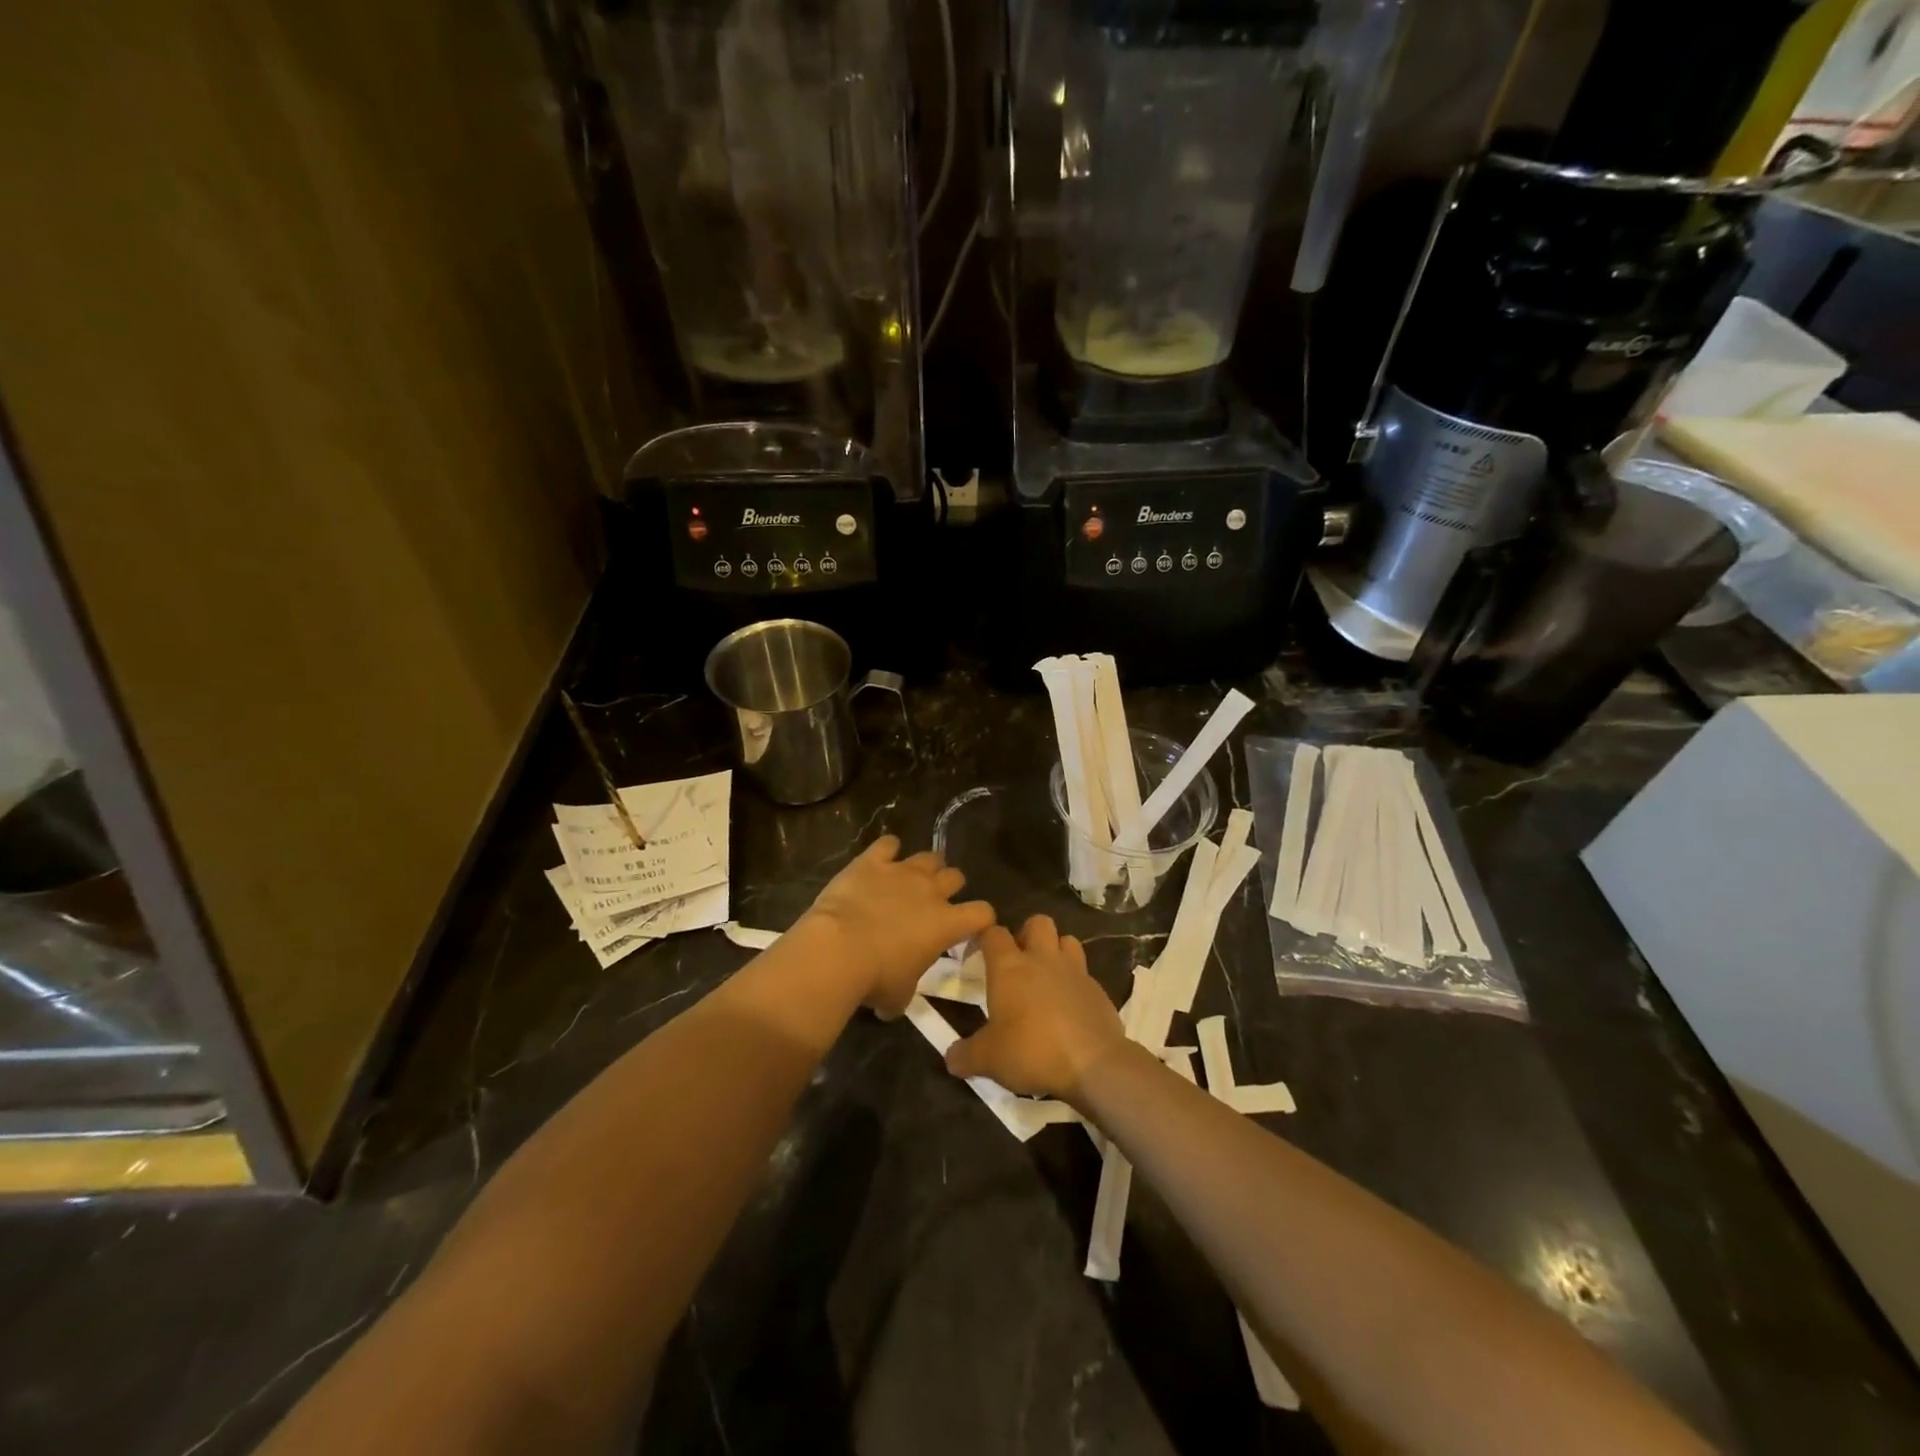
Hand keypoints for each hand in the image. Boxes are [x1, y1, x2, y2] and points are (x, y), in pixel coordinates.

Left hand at [797, 836, 994, 1017]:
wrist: (838, 950)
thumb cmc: (875, 979)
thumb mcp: (899, 997)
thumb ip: (906, 992)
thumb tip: (894, 1004)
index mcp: (946, 924)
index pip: (982, 913)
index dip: (981, 919)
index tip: (971, 927)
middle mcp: (931, 891)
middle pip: (956, 876)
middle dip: (949, 886)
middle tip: (934, 901)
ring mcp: (902, 871)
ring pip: (928, 857)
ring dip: (924, 867)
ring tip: (911, 878)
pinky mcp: (872, 861)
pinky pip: (888, 844)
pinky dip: (888, 850)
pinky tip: (881, 859)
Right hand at [945, 915, 1127, 1101]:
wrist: (1092, 1064)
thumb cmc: (1032, 1051)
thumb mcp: (988, 1060)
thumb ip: (966, 1055)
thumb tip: (951, 1058)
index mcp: (1010, 967)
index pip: (994, 933)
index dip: (985, 937)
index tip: (979, 952)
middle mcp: (1042, 959)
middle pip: (1037, 922)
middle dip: (1027, 933)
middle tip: (1019, 960)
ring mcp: (1074, 971)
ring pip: (1067, 940)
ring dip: (1056, 950)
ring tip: (1048, 975)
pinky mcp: (1098, 989)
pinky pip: (1085, 973)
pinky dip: (1076, 982)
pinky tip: (1071, 1005)